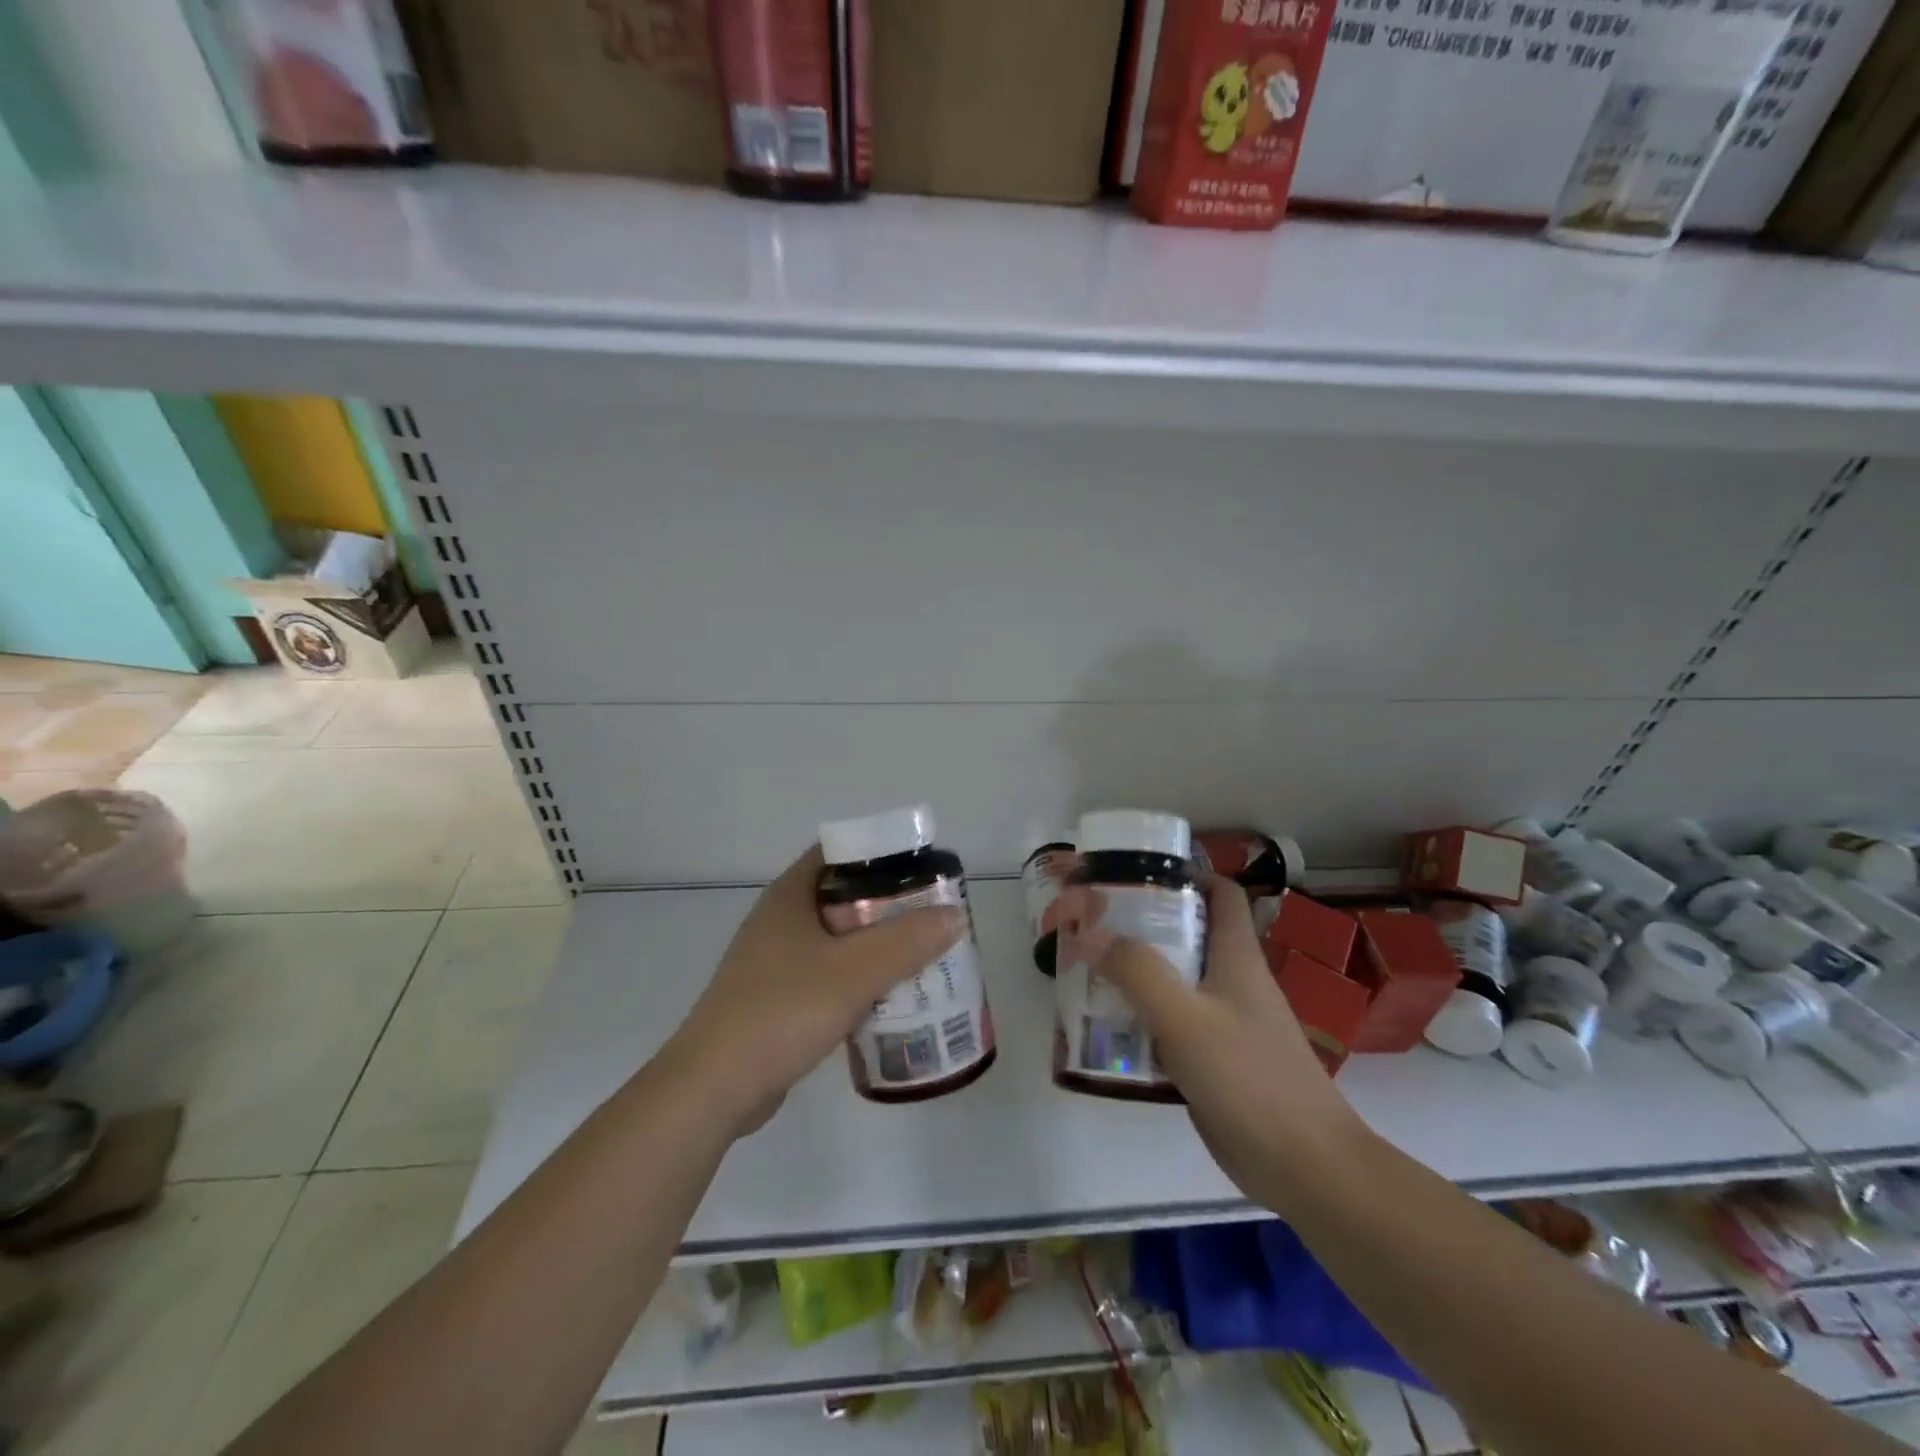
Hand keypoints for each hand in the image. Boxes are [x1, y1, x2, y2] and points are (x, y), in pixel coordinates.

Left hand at [662, 846, 967, 1138]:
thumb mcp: (853, 972)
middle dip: (891, 906)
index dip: (882, 854)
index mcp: (791, 895)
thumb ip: (906, 941)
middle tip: (934, 917)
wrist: (713, 1088)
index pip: (841, 852)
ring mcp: (776, 961)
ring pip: (839, 940)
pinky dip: (860, 979)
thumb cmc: (781, 1011)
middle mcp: (782, 920)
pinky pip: (829, 975)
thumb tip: (955, 914)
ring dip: (878, 946)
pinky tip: (890, 998)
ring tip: (924, 956)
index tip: (923, 870)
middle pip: (845, 897)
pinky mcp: (778, 998)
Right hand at [1064, 874, 1363, 1206]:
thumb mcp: (1186, 1018)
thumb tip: (1091, 933)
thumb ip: (1138, 972)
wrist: (1303, 1166)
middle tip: (1091, 925)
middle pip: (1187, 935)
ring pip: (1175, 980)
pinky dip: (1141, 1016)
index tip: (1135, 874)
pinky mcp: (1214, 1059)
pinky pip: (1172, 1023)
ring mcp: (1225, 1022)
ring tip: (1087, 970)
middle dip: (1141, 924)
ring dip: (1135, 972)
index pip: (1220, 893)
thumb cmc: (1249, 1078)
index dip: (1185, 874)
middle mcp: (1232, 981)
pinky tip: (1108, 1027)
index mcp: (1237, 956)